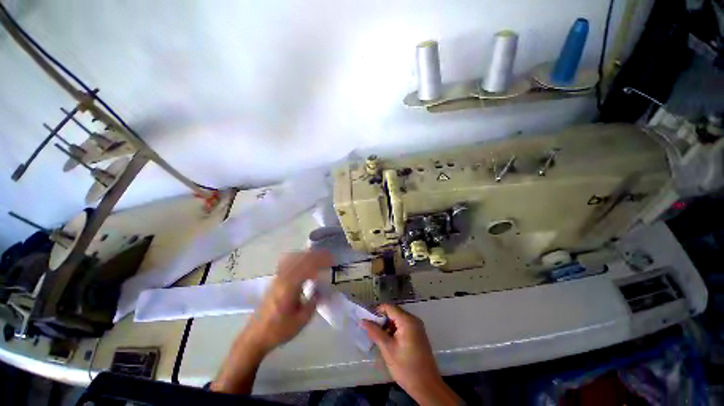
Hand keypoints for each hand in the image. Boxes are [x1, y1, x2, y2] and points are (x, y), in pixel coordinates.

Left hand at [211, 250, 331, 393]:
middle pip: (301, 258)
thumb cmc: (279, 330)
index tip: (332, 260)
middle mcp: (283, 278)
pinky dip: (299, 258)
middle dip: (316, 255)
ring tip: (319, 258)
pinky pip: (288, 262)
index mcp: (290, 286)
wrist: (255, 336)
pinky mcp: (275, 281)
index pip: (308, 266)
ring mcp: (277, 278)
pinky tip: (304, 263)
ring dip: (308, 255)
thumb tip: (321, 289)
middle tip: (329, 257)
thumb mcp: (302, 319)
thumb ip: (314, 302)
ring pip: (294, 258)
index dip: (321, 261)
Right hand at [361, 304, 460, 405]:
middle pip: (394, 312)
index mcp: (407, 320)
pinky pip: (404, 326)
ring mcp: (417, 327)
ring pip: (398, 319)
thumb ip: (375, 332)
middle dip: (382, 319)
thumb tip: (363, 321)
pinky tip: (389, 342)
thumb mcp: (387, 349)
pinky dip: (395, 330)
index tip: (367, 319)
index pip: (389, 307)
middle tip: (371, 330)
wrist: (427, 386)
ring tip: (379, 337)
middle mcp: (414, 320)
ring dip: (388, 325)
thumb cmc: (406, 367)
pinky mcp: (418, 334)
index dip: (377, 311)